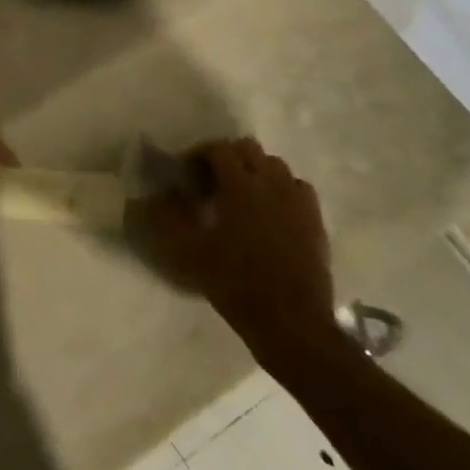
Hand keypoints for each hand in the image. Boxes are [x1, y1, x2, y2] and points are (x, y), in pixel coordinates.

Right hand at [137, 138, 338, 366]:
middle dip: (227, 157)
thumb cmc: (235, 283)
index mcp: (240, 186)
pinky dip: (280, 189)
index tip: (185, 172)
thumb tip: (154, 196)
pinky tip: (269, 211)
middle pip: (249, 149)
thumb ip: (168, 218)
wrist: (291, 321)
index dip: (198, 154)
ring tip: (239, 194)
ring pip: (275, 166)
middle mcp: (272, 184)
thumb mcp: (188, 252)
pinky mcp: (315, 220)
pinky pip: (297, 188)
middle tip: (209, 180)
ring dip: (254, 170)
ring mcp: (298, 201)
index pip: (219, 149)